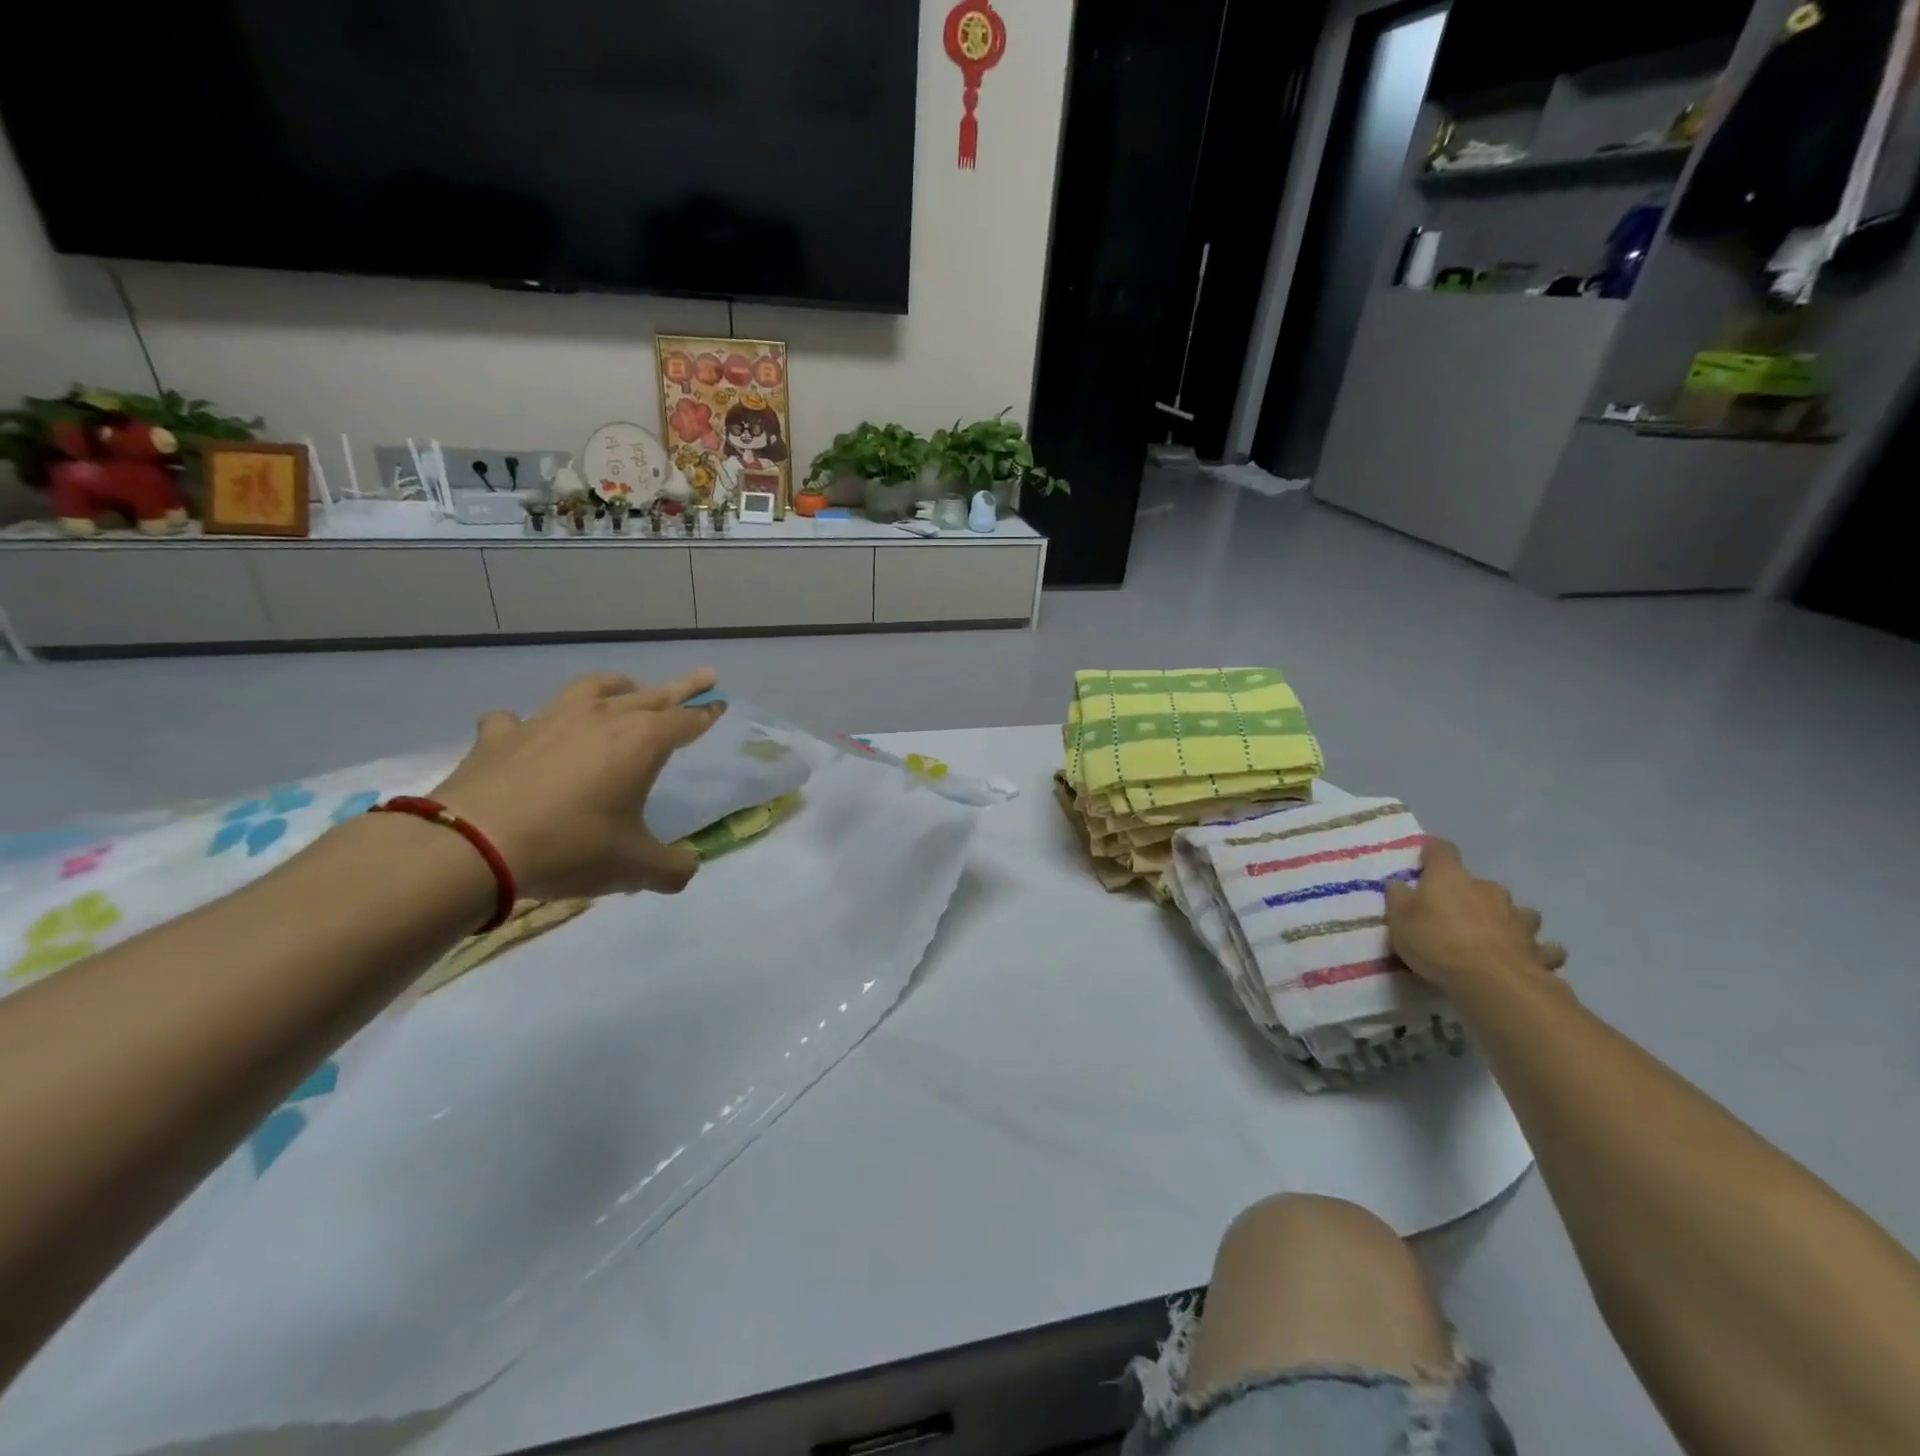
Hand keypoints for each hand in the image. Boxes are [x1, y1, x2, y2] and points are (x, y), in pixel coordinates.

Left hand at [428, 670, 725, 900]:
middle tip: (704, 675)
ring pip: (591, 688)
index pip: (686, 721)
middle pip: (651, 695)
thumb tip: (687, 868)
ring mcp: (548, 721)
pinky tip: (524, 732)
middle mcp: (601, 719)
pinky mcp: (502, 735)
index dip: (706, 714)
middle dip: (682, 687)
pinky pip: (517, 719)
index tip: (720, 704)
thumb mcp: (635, 868)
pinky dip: (527, 724)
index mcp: (641, 743)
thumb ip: (672, 868)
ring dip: (615, 686)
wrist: (475, 846)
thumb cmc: (571, 847)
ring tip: (625, 686)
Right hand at [1384, 837, 1566, 994]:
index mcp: (1452, 878)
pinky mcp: (1539, 950)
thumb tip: (1400, 884)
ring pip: (1518, 912)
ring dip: (1507, 920)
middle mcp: (1489, 890)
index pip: (1442, 850)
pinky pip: (1542, 947)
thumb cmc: (1437, 942)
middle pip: (1481, 885)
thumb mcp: (1399, 919)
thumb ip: (1399, 898)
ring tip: (1496, 937)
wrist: (1493, 981)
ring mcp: (1519, 919)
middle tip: (1456, 915)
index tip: (1425, 854)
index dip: (1433, 850)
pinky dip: (1536, 950)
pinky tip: (1528, 959)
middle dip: (1471, 896)